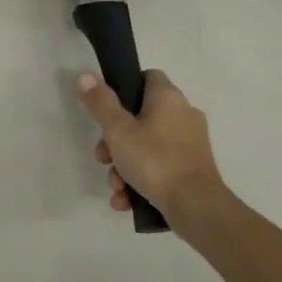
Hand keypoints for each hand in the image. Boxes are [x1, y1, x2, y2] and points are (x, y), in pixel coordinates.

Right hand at [77, 69, 228, 222]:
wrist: (196, 206)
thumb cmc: (154, 160)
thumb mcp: (118, 131)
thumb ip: (101, 103)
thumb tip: (86, 75)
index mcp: (169, 99)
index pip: (147, 77)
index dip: (124, 87)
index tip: (106, 108)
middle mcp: (183, 115)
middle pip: (139, 118)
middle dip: (114, 141)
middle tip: (103, 158)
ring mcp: (189, 143)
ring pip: (146, 146)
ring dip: (124, 166)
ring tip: (116, 188)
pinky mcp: (191, 168)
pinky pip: (158, 166)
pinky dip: (140, 180)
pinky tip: (126, 200)